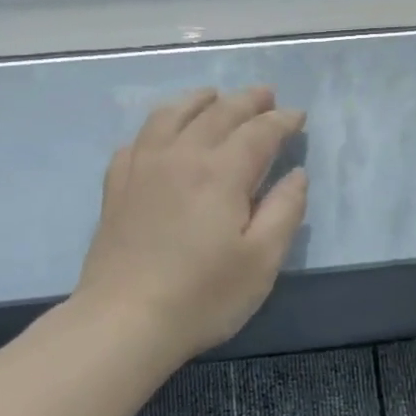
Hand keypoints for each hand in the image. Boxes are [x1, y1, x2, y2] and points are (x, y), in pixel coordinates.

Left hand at [76, 86, 307, 360]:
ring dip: (199, 100)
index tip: (298, 116)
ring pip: (172, 115)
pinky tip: (162, 134)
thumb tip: (296, 175)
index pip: (258, 133)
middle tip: (266, 95)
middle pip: (217, 114)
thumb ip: (285, 211)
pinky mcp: (117, 187)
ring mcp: (142, 168)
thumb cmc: (203, 296)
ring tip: (214, 96)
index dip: (282, 121)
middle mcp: (181, 157)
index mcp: (221, 173)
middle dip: (246, 101)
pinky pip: (138, 140)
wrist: (125, 320)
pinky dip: (158, 126)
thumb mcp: (261, 261)